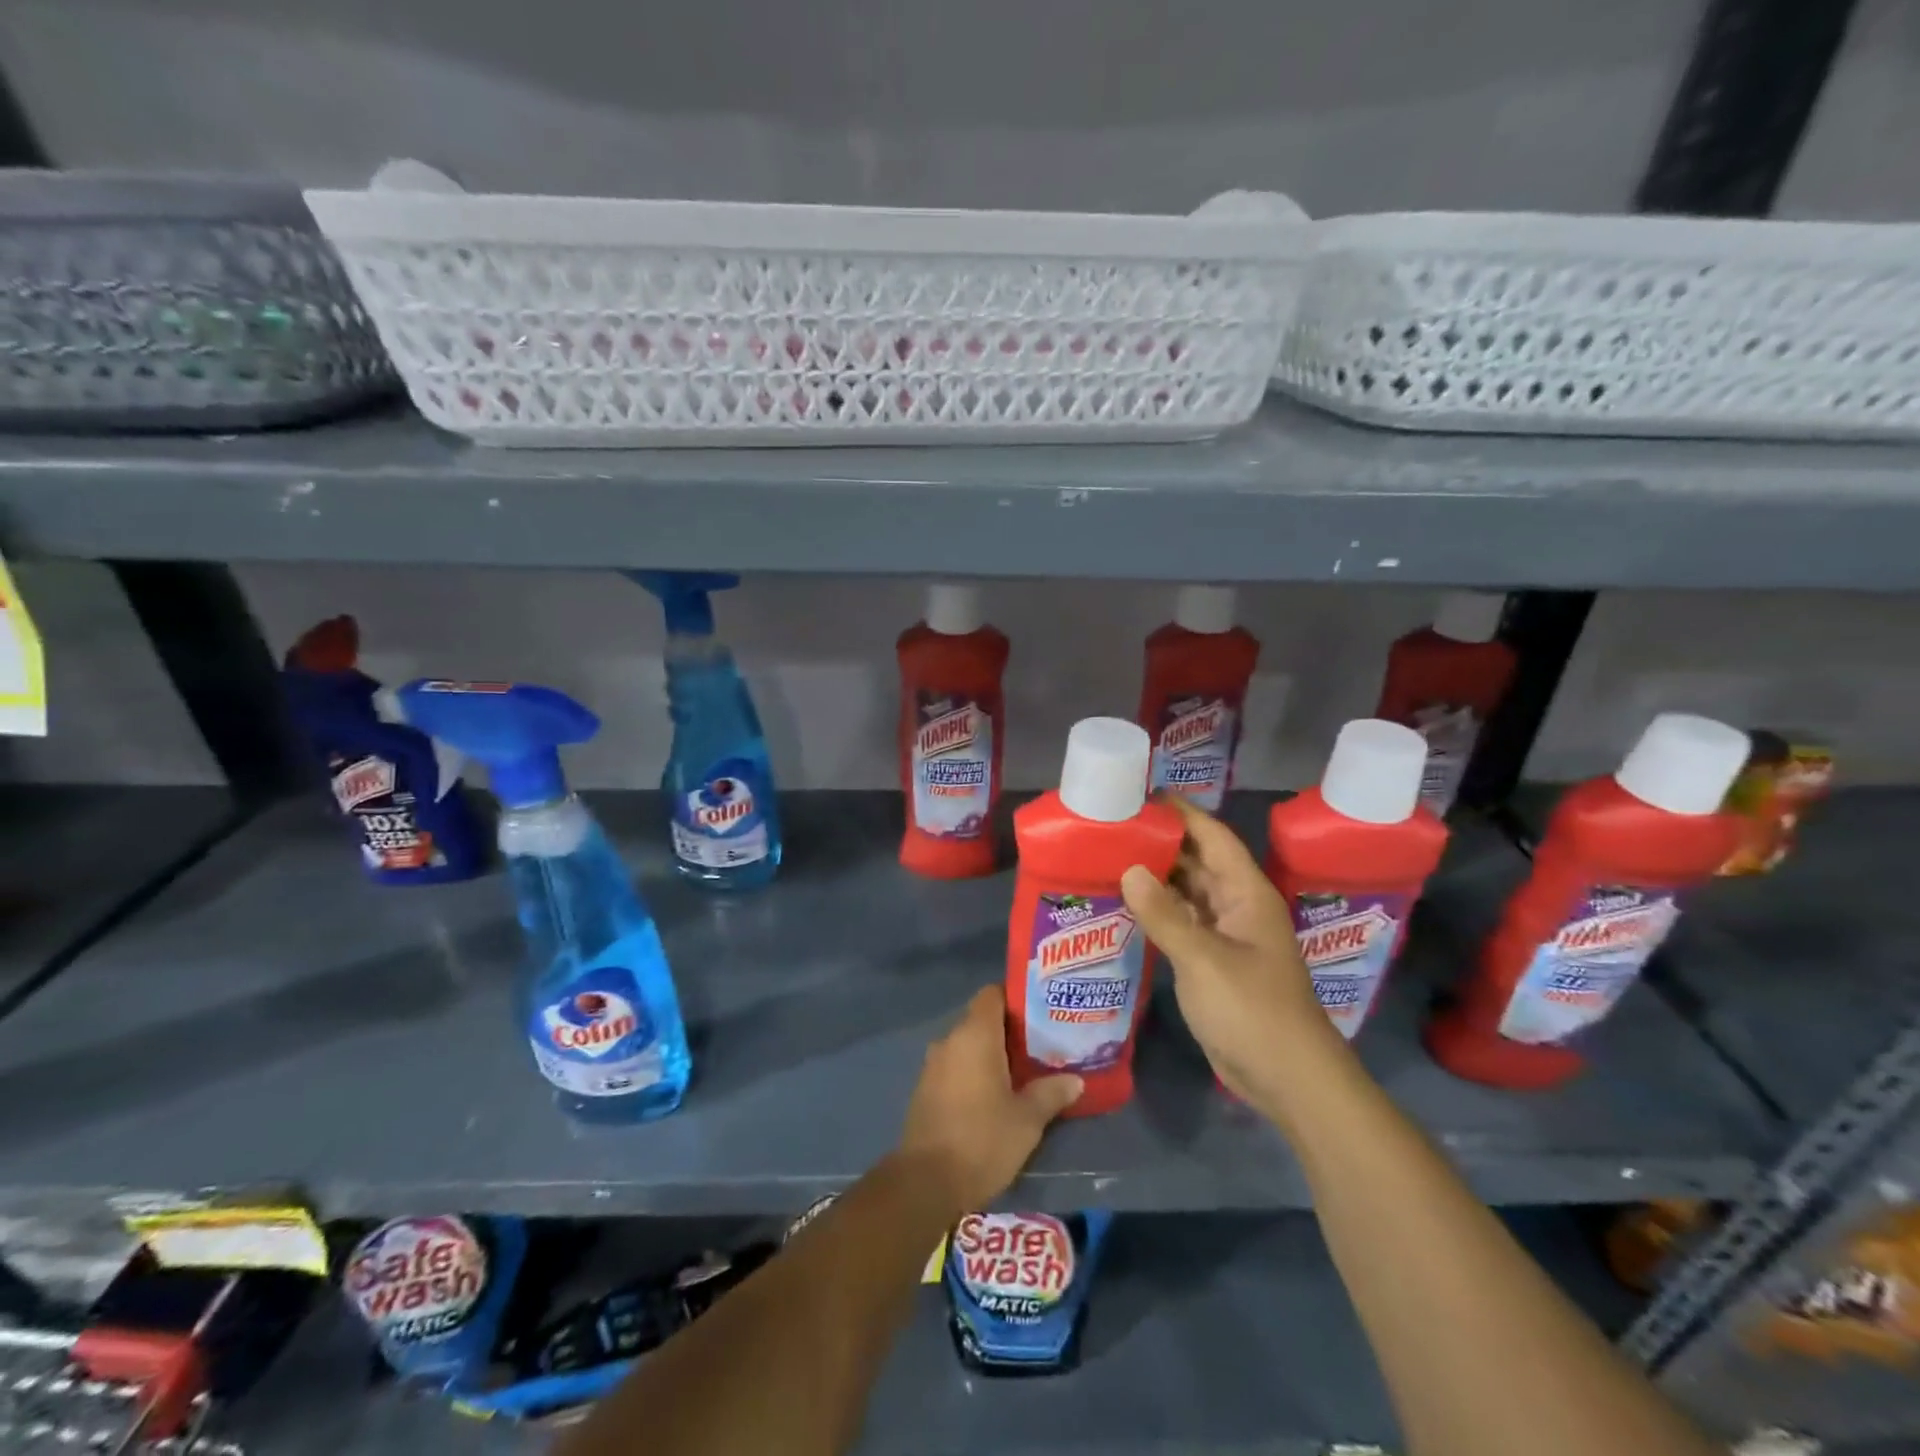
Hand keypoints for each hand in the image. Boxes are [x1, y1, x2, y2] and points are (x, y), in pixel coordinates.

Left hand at [899, 985, 1082, 1211]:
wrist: (925, 1182)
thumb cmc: (982, 1140)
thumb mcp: (1027, 1120)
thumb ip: (1051, 1093)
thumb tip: (1076, 1080)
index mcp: (975, 1035)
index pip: (992, 994)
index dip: (1015, 998)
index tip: (1039, 1012)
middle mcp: (950, 1040)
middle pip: (981, 1019)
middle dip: (1008, 1030)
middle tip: (1040, 1045)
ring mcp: (933, 1065)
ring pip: (967, 1045)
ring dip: (990, 1054)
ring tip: (1021, 1071)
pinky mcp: (925, 1089)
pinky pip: (954, 1066)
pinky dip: (973, 1072)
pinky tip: (993, 1095)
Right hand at [1121, 796, 1332, 1100]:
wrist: (1288, 1078)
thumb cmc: (1252, 1009)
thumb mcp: (1204, 959)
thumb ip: (1164, 914)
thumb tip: (1129, 869)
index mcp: (1247, 894)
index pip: (1214, 837)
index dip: (1183, 813)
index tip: (1142, 794)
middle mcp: (1237, 907)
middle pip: (1198, 861)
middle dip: (1161, 842)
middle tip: (1113, 827)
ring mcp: (1226, 936)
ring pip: (1188, 893)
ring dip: (1156, 877)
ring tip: (1110, 858)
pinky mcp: (1213, 962)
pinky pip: (1182, 923)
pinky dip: (1157, 911)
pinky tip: (1125, 905)